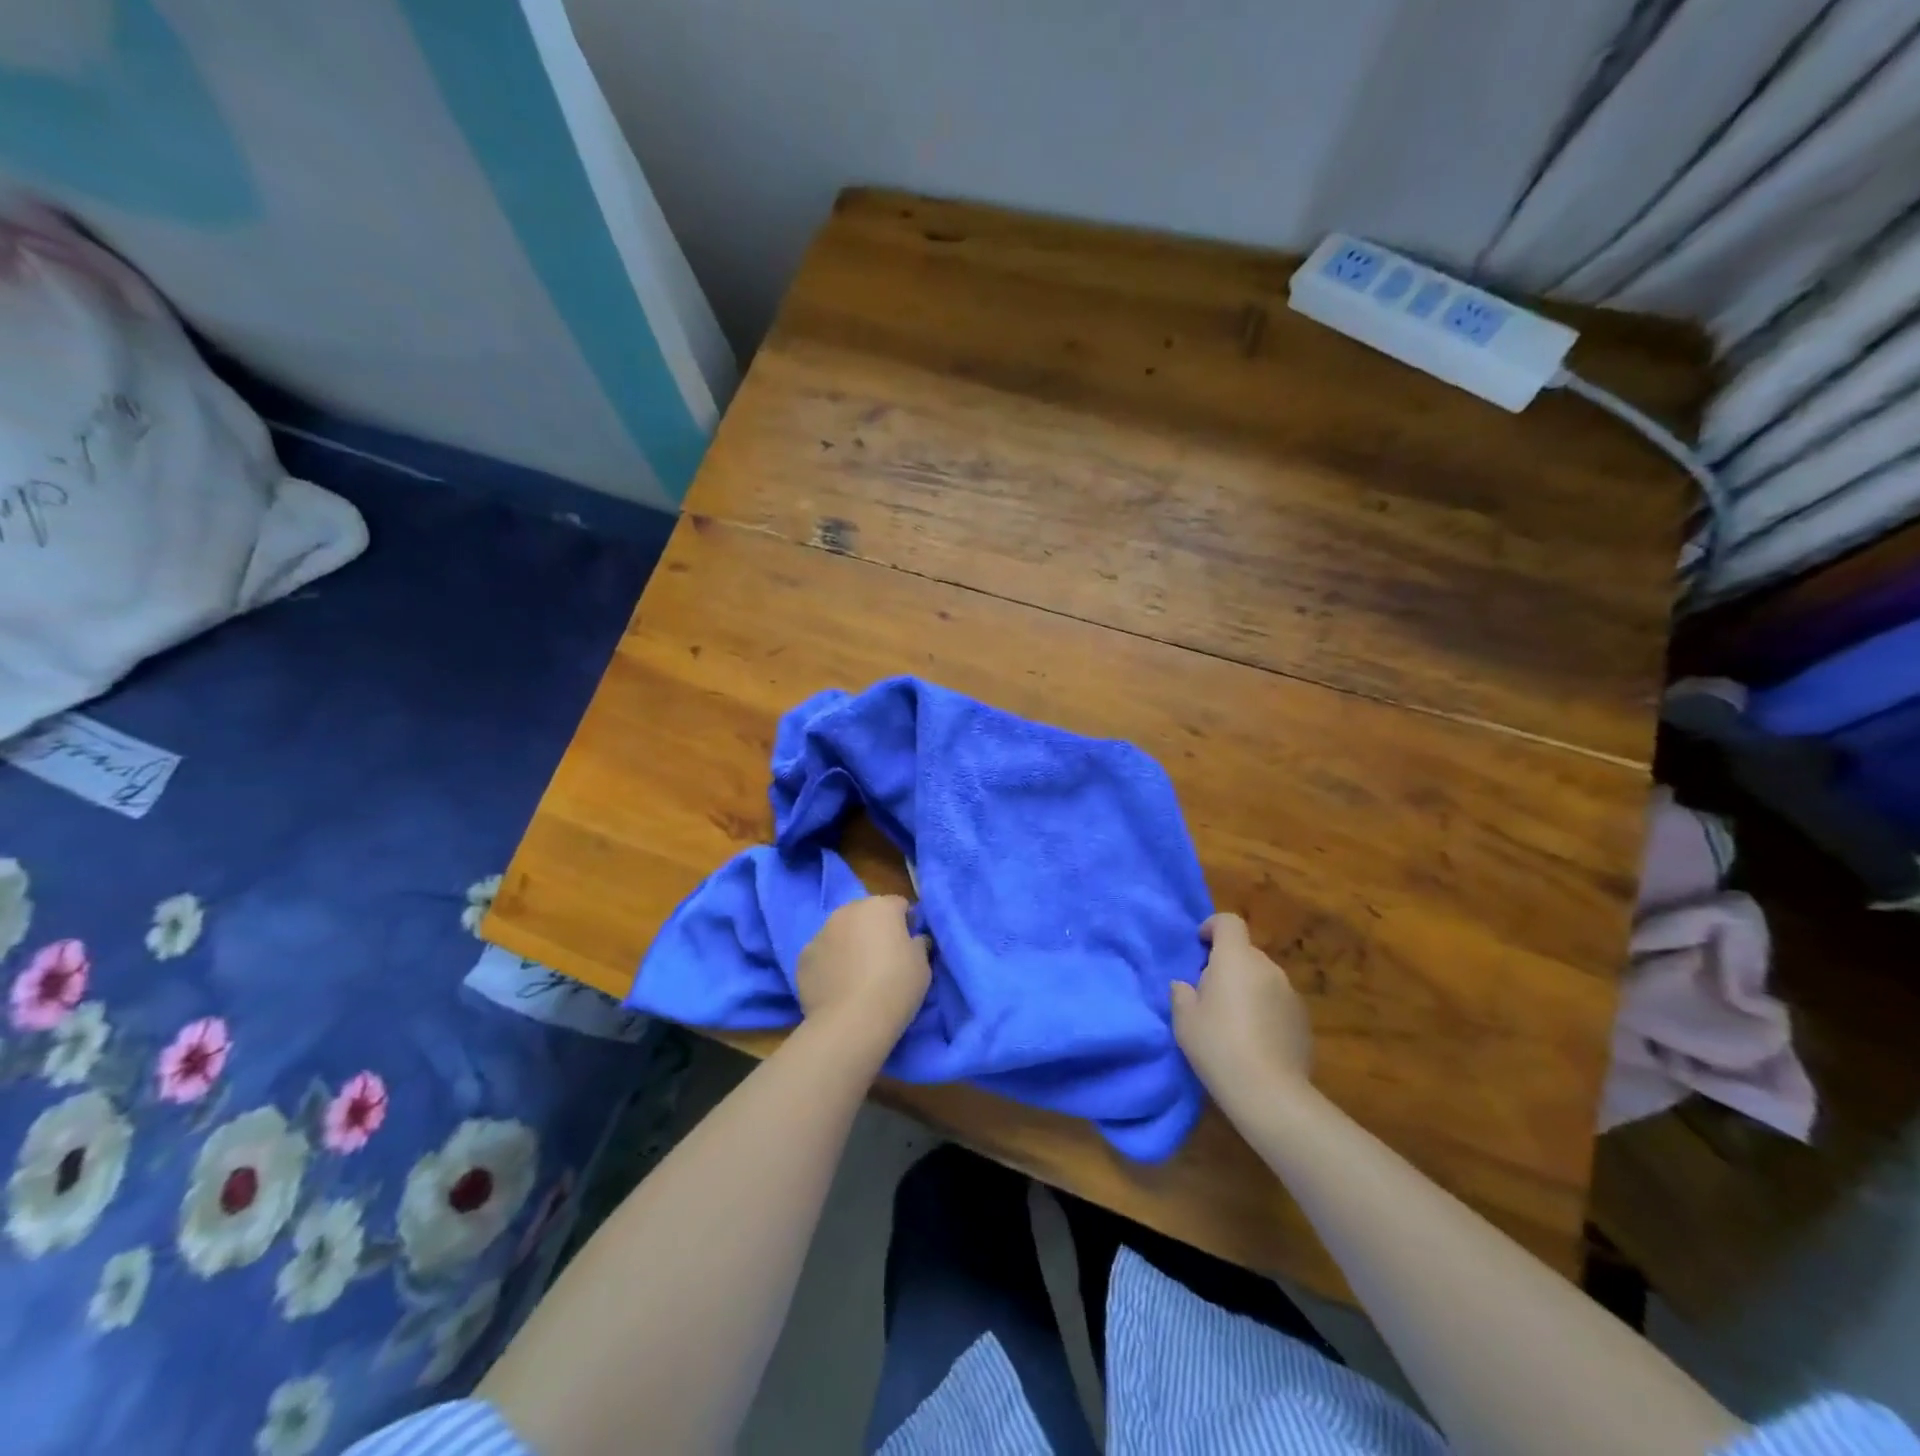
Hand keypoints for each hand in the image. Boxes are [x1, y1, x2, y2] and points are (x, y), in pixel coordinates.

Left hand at [796, 896, 931, 1049]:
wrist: (851, 1021)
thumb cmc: (896, 986)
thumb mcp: (922, 965)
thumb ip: (918, 943)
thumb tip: (914, 939)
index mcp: (880, 907)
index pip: (899, 905)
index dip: (906, 923)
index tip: (909, 944)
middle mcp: (848, 911)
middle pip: (865, 914)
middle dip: (874, 930)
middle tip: (883, 959)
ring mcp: (821, 932)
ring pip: (840, 932)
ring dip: (849, 944)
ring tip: (857, 976)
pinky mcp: (804, 956)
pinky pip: (823, 954)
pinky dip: (830, 964)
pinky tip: (837, 986)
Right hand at [1171, 914, 1312, 1109]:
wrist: (1269, 1092)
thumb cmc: (1218, 1045)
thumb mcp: (1184, 1019)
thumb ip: (1182, 994)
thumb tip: (1185, 986)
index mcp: (1236, 959)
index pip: (1229, 922)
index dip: (1212, 927)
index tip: (1200, 946)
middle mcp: (1267, 968)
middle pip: (1245, 952)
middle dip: (1227, 965)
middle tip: (1209, 993)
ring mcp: (1290, 993)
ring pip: (1262, 978)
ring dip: (1247, 988)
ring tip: (1233, 1021)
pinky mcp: (1304, 1020)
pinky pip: (1278, 1002)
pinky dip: (1265, 1010)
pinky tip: (1255, 1040)